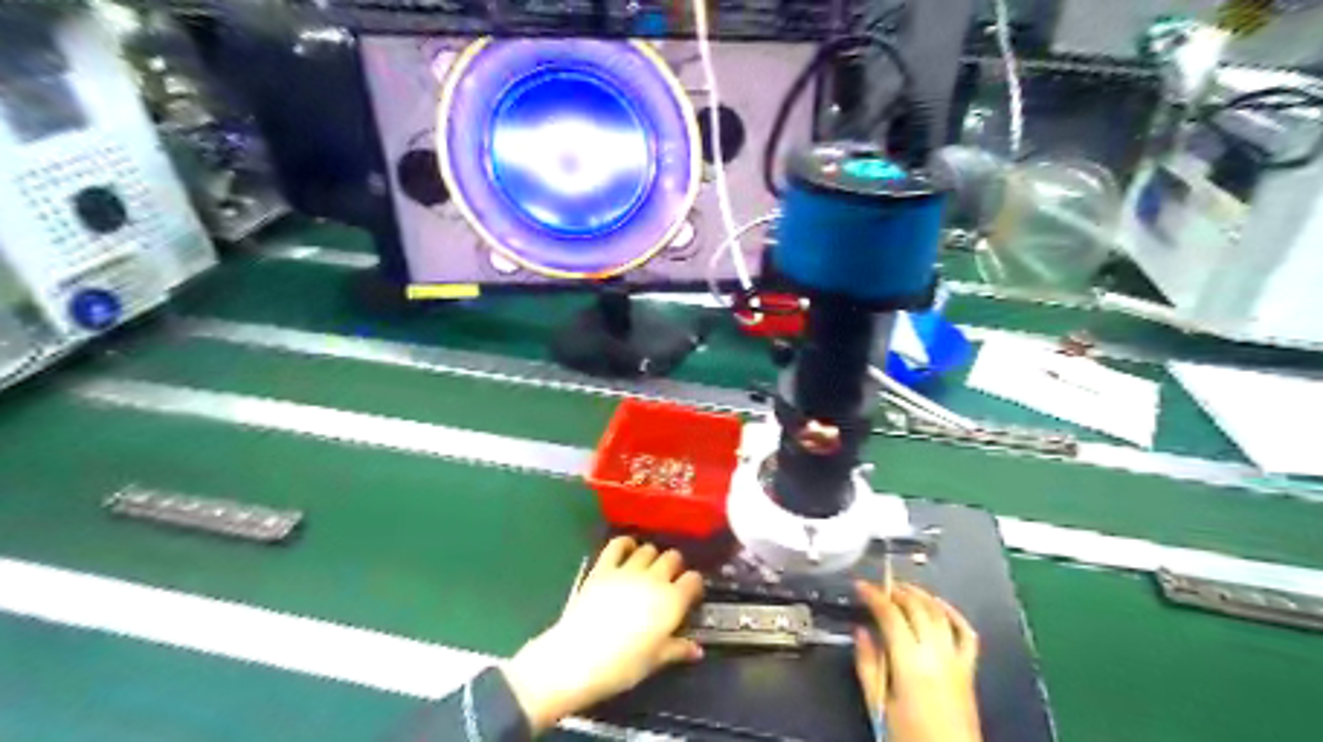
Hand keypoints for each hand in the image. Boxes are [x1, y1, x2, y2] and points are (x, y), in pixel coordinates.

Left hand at [501, 536, 701, 732]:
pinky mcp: (603, 567)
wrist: (579, 658)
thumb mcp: (656, 661)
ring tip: (647, 568)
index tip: (688, 595)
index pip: (693, 579)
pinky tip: (626, 551)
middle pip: (673, 557)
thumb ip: (678, 649)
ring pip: (648, 549)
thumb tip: (696, 649)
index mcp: (672, 601)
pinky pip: (618, 544)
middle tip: (668, 581)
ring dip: (651, 556)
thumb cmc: (623, 666)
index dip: (693, 585)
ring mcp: (628, 569)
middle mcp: (654, 578)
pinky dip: (625, 544)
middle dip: (674, 567)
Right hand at [858, 580, 979, 741]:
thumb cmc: (910, 737)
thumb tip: (861, 632)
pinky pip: (966, 633)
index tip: (861, 586)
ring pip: (940, 613)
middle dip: (896, 591)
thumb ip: (868, 665)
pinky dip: (953, 614)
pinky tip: (940, 606)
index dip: (874, 595)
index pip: (890, 615)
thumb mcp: (878, 705)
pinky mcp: (969, 670)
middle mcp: (936, 655)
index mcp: (910, 663)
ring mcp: (956, 660)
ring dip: (921, 596)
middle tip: (879, 587)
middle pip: (916, 607)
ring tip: (904, 589)